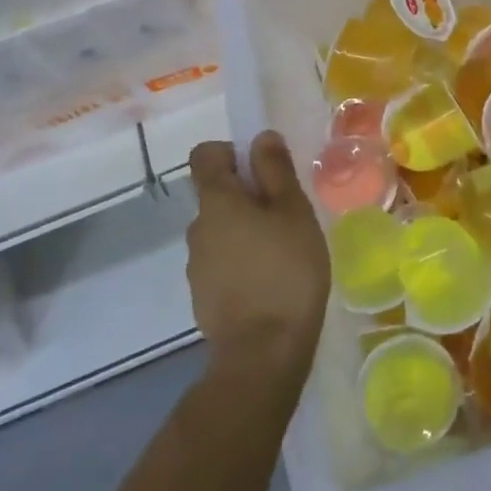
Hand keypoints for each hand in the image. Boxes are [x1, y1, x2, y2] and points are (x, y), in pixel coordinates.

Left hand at [186, 132, 330, 382]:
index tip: (263, 170)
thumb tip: (261, 137)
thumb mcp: (293, 212)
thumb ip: (275, 171)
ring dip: (245, 231)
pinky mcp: (204, 296)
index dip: (232, 152)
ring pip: (221, 230)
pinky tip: (270, 281)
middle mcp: (197, 227)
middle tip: (287, 215)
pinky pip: (222, 262)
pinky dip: (242, 261)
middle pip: (217, 194)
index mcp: (216, 201)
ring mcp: (197, 265)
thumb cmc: (285, 270)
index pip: (205, 155)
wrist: (263, 353)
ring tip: (283, 251)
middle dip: (247, 196)